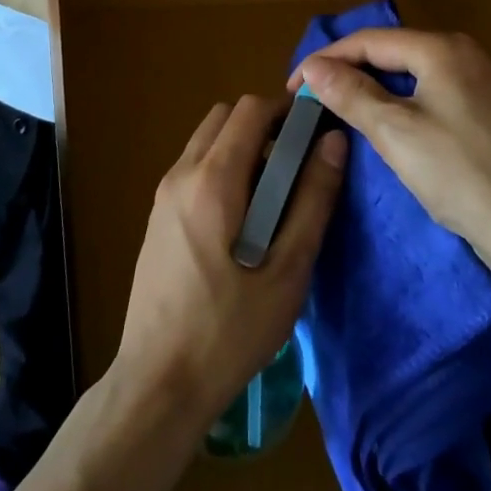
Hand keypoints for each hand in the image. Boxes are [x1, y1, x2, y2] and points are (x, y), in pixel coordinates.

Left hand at [114, 94, 346, 427]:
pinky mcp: (157, 215)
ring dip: (242, 147)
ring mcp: (163, 194)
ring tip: (275, 196)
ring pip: (206, 140)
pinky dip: (222, 168)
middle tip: (297, 164)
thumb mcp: (288, 271)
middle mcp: (181, 173)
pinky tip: (243, 220)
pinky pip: (194, 168)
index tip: (314, 130)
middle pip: (224, 117)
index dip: (286, 109)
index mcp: (213, 179)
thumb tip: (333, 142)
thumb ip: (312, 200)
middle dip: (264, 125)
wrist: (158, 381)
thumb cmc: (230, 330)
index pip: (250, 109)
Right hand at [290, 29, 490, 266]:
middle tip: (317, 100)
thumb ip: (351, 93)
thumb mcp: (395, 132)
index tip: (293, 87)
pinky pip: (439, 95)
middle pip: (394, 53)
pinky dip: (408, 104)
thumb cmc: (461, 175)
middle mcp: (468, 54)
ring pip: (417, 75)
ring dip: (377, 88)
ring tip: (347, 112)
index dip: (326, 60)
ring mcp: (489, 84)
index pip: (369, 40)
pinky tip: (397, 128)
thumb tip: (312, 66)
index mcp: (442, 48)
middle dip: (351, 72)